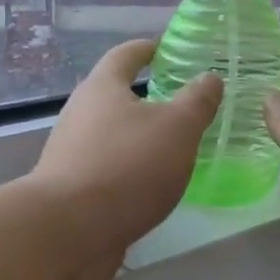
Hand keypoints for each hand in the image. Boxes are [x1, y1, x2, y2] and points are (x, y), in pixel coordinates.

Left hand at [30, 39, 221, 279]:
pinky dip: (131, 169)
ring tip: (173, 146)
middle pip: (114, 95)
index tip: (163, 47)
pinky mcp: (73, 190)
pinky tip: (153, 184)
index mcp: (102, 88)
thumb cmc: (126, 166)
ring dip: (139, 137)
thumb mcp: (177, 128)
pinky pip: (109, 169)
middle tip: (181, 102)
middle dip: (145, 96)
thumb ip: (197, 101)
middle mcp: (81, 114)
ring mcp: (72, 154)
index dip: (146, 49)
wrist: (69, 231)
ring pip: (112, 135)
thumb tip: (209, 77)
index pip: (124, 55)